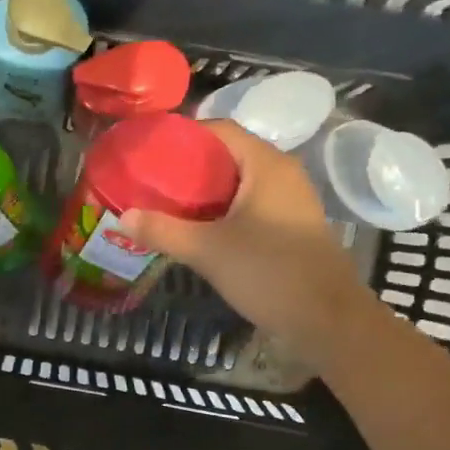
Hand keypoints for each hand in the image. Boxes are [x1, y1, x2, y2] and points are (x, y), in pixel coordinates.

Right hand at [120, 121, 371, 356]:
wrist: (329, 320)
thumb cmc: (269, 273)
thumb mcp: (208, 251)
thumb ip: (163, 231)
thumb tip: (121, 217)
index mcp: (266, 165)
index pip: (220, 129)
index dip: (183, 135)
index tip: (149, 151)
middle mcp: (282, 174)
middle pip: (227, 156)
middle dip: (188, 167)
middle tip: (150, 181)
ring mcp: (290, 201)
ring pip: (238, 184)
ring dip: (203, 192)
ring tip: (165, 204)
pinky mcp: (290, 226)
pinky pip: (249, 206)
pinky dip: (222, 210)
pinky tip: (197, 229)